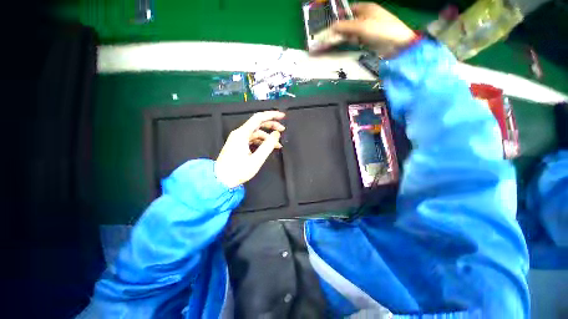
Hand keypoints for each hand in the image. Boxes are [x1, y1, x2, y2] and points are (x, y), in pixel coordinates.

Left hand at [215, 111, 285, 188]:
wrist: (220, 179)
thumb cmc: (238, 171)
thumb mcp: (256, 159)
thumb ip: (268, 145)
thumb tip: (276, 134)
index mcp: (242, 134)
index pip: (259, 118)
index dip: (272, 115)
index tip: (282, 116)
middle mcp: (239, 133)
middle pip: (258, 124)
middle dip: (271, 125)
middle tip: (283, 130)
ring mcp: (238, 139)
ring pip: (256, 132)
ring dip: (267, 136)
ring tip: (278, 144)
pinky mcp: (238, 144)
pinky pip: (252, 139)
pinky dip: (261, 141)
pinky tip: (267, 147)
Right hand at [332, 2, 415, 55]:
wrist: (397, 44)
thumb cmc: (380, 30)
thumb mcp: (361, 27)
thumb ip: (345, 26)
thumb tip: (331, 27)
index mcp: (366, 8)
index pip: (350, 9)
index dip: (341, 15)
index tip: (331, 25)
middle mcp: (367, 17)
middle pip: (350, 21)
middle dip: (342, 29)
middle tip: (333, 38)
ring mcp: (369, 28)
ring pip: (353, 32)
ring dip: (347, 37)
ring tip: (341, 43)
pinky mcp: (370, 39)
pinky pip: (358, 40)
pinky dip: (353, 43)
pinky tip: (351, 46)